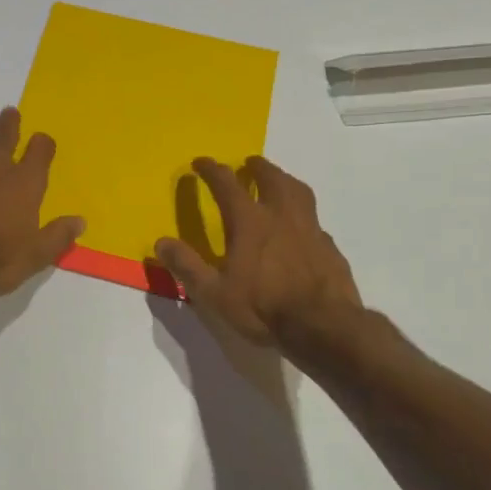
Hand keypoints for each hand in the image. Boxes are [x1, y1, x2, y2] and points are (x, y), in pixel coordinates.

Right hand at [154, 156, 363, 347]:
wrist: (323, 327)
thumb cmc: (263, 307)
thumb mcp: (215, 293)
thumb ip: (187, 266)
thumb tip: (161, 242)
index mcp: (250, 221)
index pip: (226, 184)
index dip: (211, 170)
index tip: (201, 162)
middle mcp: (281, 215)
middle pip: (271, 178)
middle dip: (257, 167)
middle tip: (249, 163)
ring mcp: (310, 229)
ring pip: (299, 191)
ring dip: (285, 180)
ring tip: (279, 181)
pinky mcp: (330, 247)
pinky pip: (315, 221)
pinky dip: (304, 215)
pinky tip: (302, 228)